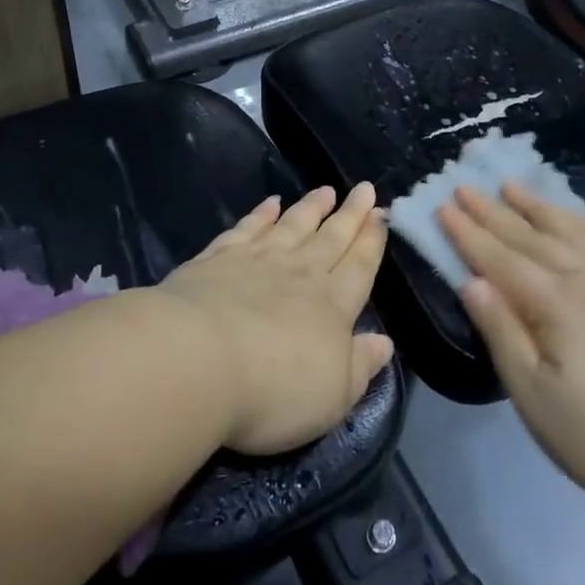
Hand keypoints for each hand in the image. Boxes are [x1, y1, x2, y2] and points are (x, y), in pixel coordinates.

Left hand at [157, 184, 395, 456]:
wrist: (198, 360)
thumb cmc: (273, 389)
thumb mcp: (333, 396)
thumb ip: (361, 366)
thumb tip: (386, 342)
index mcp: (332, 306)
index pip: (359, 267)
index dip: (372, 241)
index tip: (381, 214)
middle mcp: (300, 274)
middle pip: (331, 238)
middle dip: (350, 214)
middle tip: (365, 189)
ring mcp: (257, 260)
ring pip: (293, 225)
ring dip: (311, 207)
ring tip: (326, 190)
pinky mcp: (218, 257)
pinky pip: (247, 228)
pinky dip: (261, 214)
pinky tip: (270, 203)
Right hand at [439, 184, 584, 515]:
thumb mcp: (531, 394)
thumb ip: (501, 331)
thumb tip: (471, 281)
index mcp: (555, 302)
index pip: (500, 258)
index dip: (469, 233)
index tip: (442, 207)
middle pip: (532, 237)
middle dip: (494, 211)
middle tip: (465, 188)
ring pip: (575, 231)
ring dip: (540, 207)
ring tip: (513, 186)